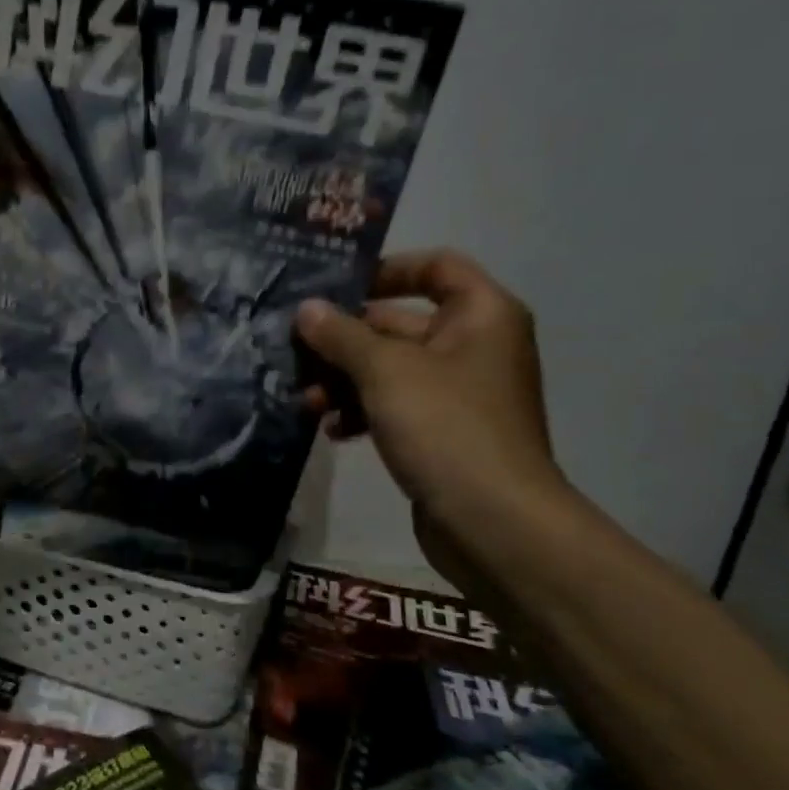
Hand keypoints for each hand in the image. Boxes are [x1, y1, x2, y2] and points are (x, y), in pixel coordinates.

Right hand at [296, 250, 570, 582]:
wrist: (493, 523)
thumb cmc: (446, 427)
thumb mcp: (385, 372)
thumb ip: (341, 335)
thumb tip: (306, 309)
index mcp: (480, 315)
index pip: (435, 266)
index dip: (385, 269)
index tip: (334, 286)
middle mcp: (474, 346)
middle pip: (400, 323)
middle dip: (345, 339)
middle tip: (295, 350)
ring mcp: (459, 392)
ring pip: (390, 369)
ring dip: (345, 380)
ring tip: (308, 401)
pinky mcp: (443, 432)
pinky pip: (395, 406)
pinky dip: (363, 411)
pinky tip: (332, 430)